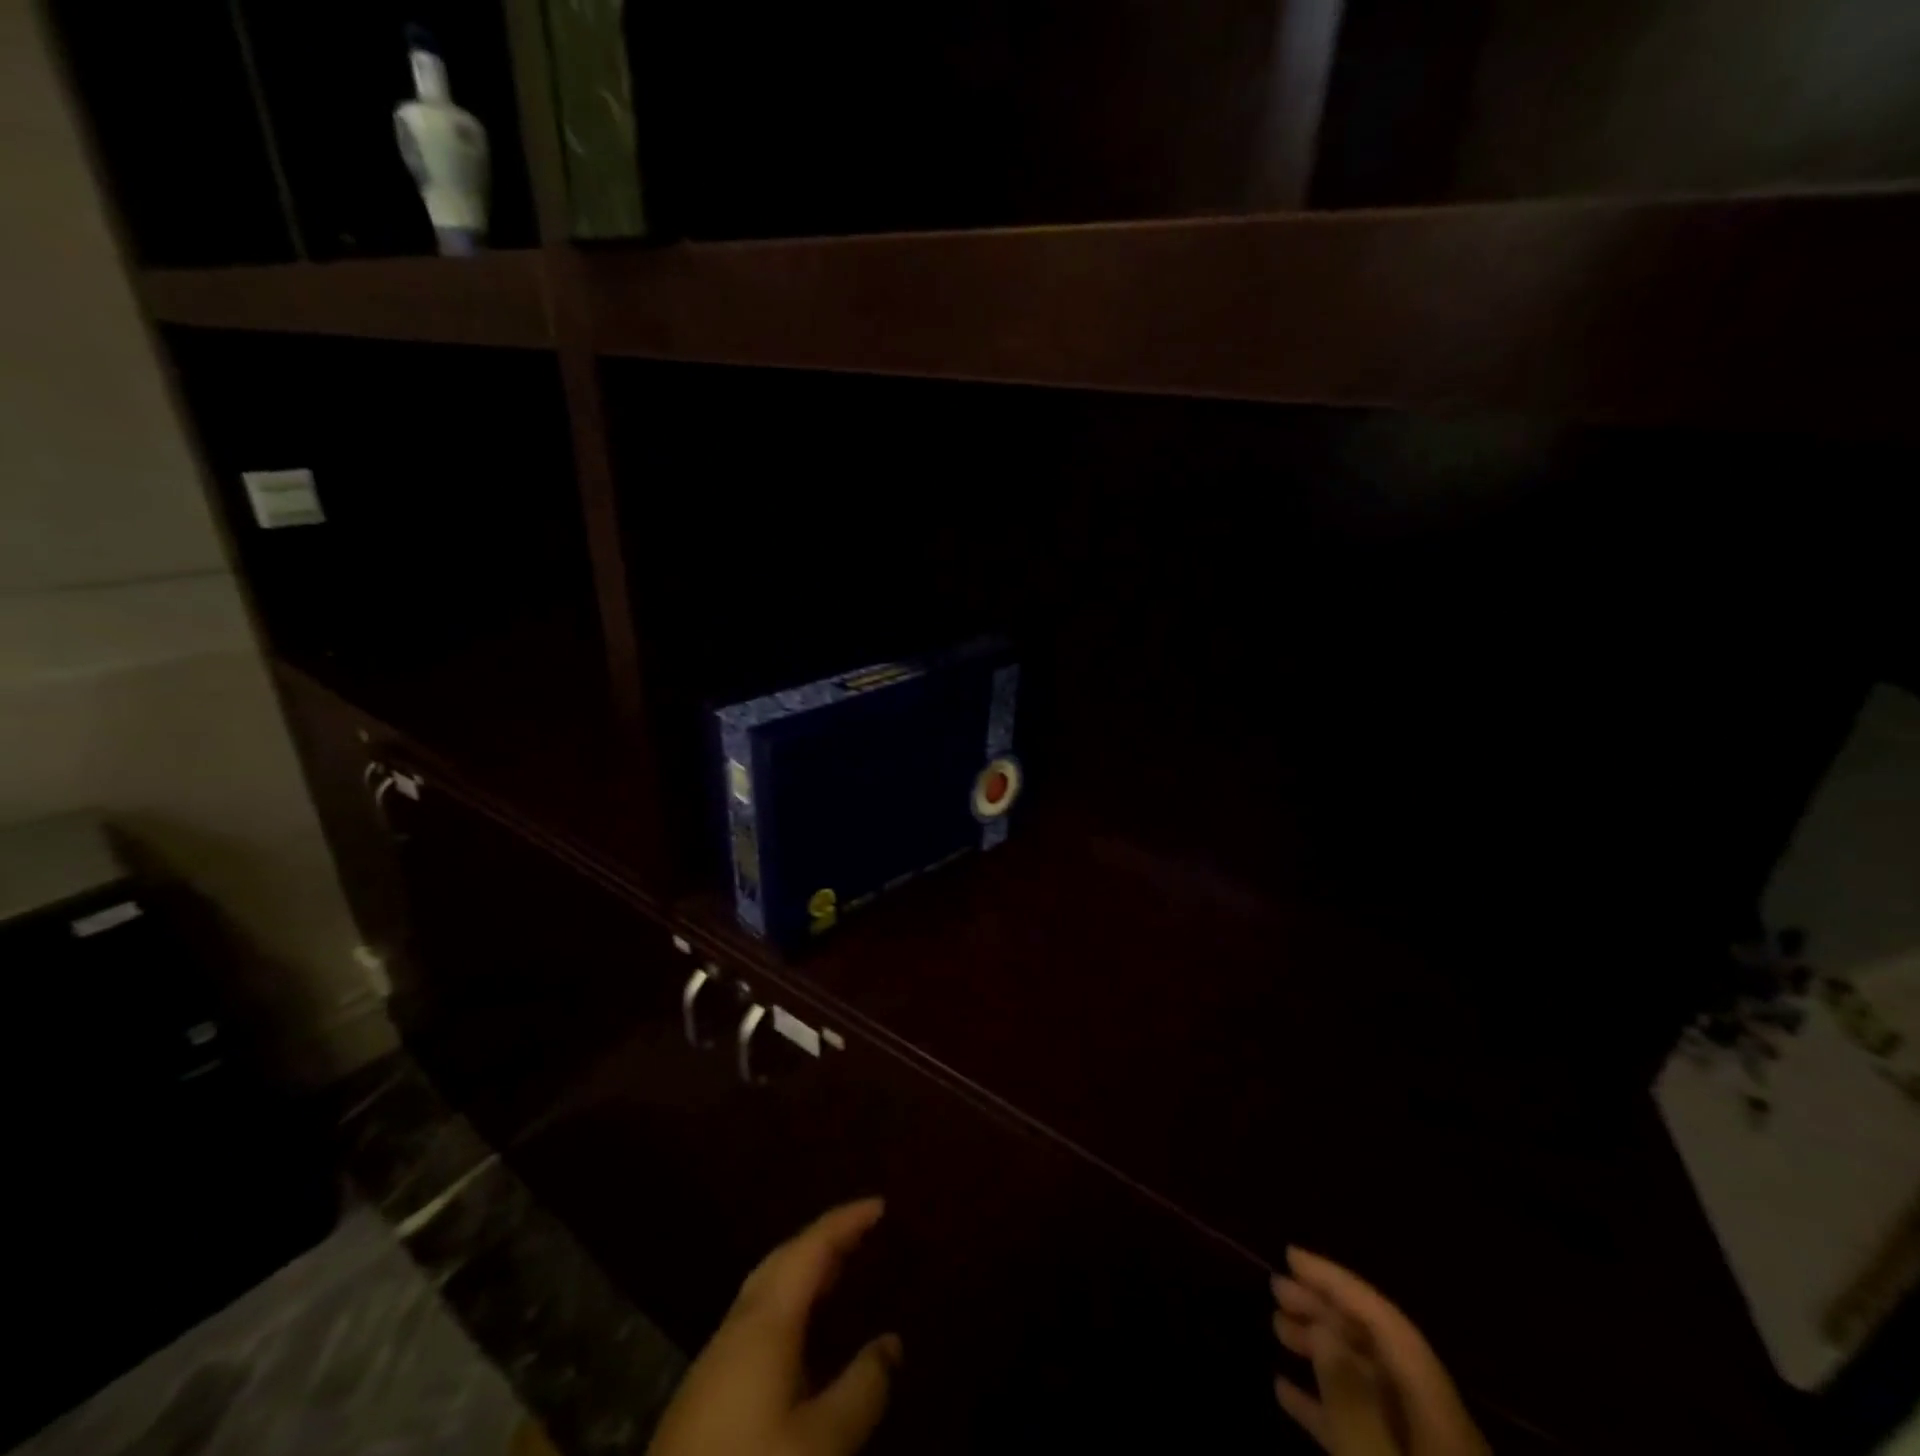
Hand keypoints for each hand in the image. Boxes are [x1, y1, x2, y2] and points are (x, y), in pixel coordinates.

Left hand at [647, 1199, 902, 1455]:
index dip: (846, 1221)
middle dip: (823, 1238)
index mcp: (766, 1321)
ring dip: (803, 1270)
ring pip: (766, 1289)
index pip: (811, 1247)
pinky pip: (756, 1318)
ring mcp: (716, 1358)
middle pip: (783, 1259)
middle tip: (862, 1231)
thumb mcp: (822, 1443)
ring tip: (840, 1271)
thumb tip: (892, 1342)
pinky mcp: (705, 1392)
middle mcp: (738, 1325)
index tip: (880, 1204)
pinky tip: (802, 1334)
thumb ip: (862, 1388)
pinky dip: (789, 1302)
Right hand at [1272, 1247, 1489, 1455]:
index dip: (1340, 1283)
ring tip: (1276, 1328)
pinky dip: (1323, 1404)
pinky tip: (1284, 1392)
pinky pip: (1362, 1430)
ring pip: (1368, 1386)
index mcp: (1440, 1418)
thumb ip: (1355, 1405)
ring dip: (1322, 1350)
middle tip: (1275, 1288)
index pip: (1389, 1327)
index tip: (1291, 1256)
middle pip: (1379, 1350)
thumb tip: (1328, 1329)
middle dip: (1327, 1310)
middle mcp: (1436, 1429)